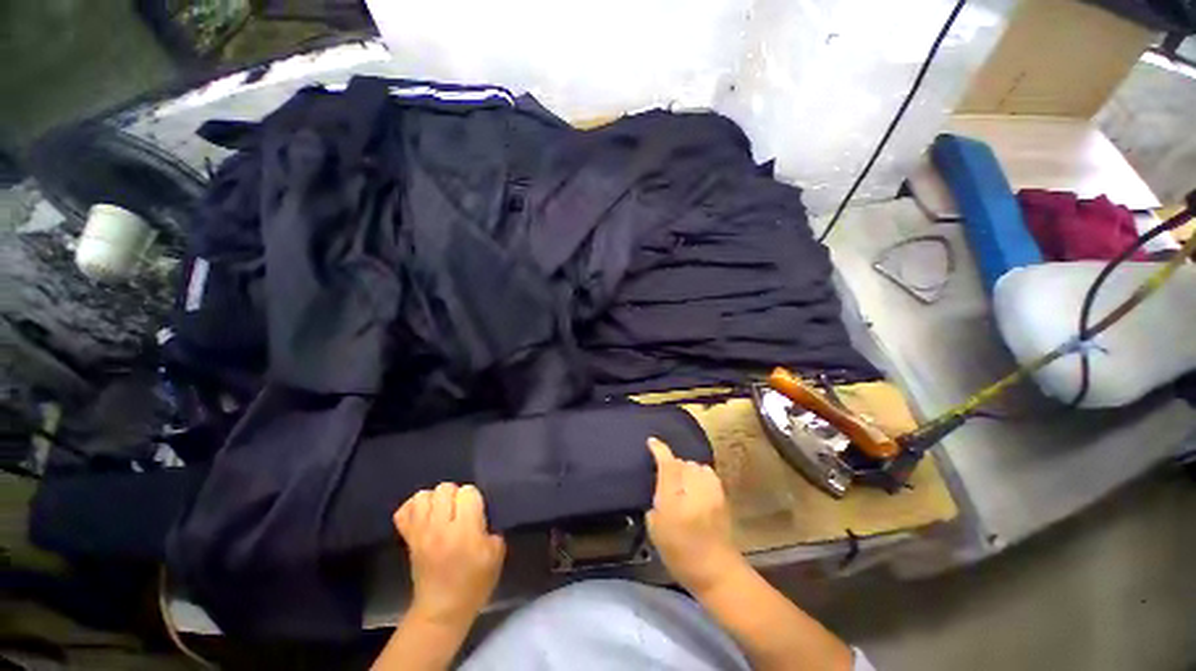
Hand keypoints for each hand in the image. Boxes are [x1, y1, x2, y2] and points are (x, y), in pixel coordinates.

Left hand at [394, 483, 505, 625]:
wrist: (442, 611)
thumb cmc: (474, 583)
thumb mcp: (497, 554)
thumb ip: (491, 527)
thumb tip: (480, 514)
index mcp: (465, 530)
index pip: (468, 492)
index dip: (474, 499)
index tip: (477, 512)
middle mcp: (440, 527)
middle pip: (445, 488)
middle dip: (455, 494)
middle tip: (460, 511)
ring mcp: (420, 533)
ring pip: (423, 495)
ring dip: (435, 499)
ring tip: (442, 511)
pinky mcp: (408, 539)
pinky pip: (403, 511)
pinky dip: (414, 508)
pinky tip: (425, 515)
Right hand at [645, 437, 744, 594]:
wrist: (717, 571)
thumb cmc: (680, 554)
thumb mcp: (655, 529)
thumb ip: (655, 500)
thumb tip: (660, 483)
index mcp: (674, 500)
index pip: (667, 464)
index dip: (659, 450)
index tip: (651, 442)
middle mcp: (694, 489)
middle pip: (681, 462)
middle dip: (673, 466)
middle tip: (667, 479)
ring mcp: (711, 490)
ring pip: (695, 465)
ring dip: (687, 470)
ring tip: (683, 483)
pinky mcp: (722, 494)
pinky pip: (707, 473)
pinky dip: (699, 475)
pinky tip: (696, 487)